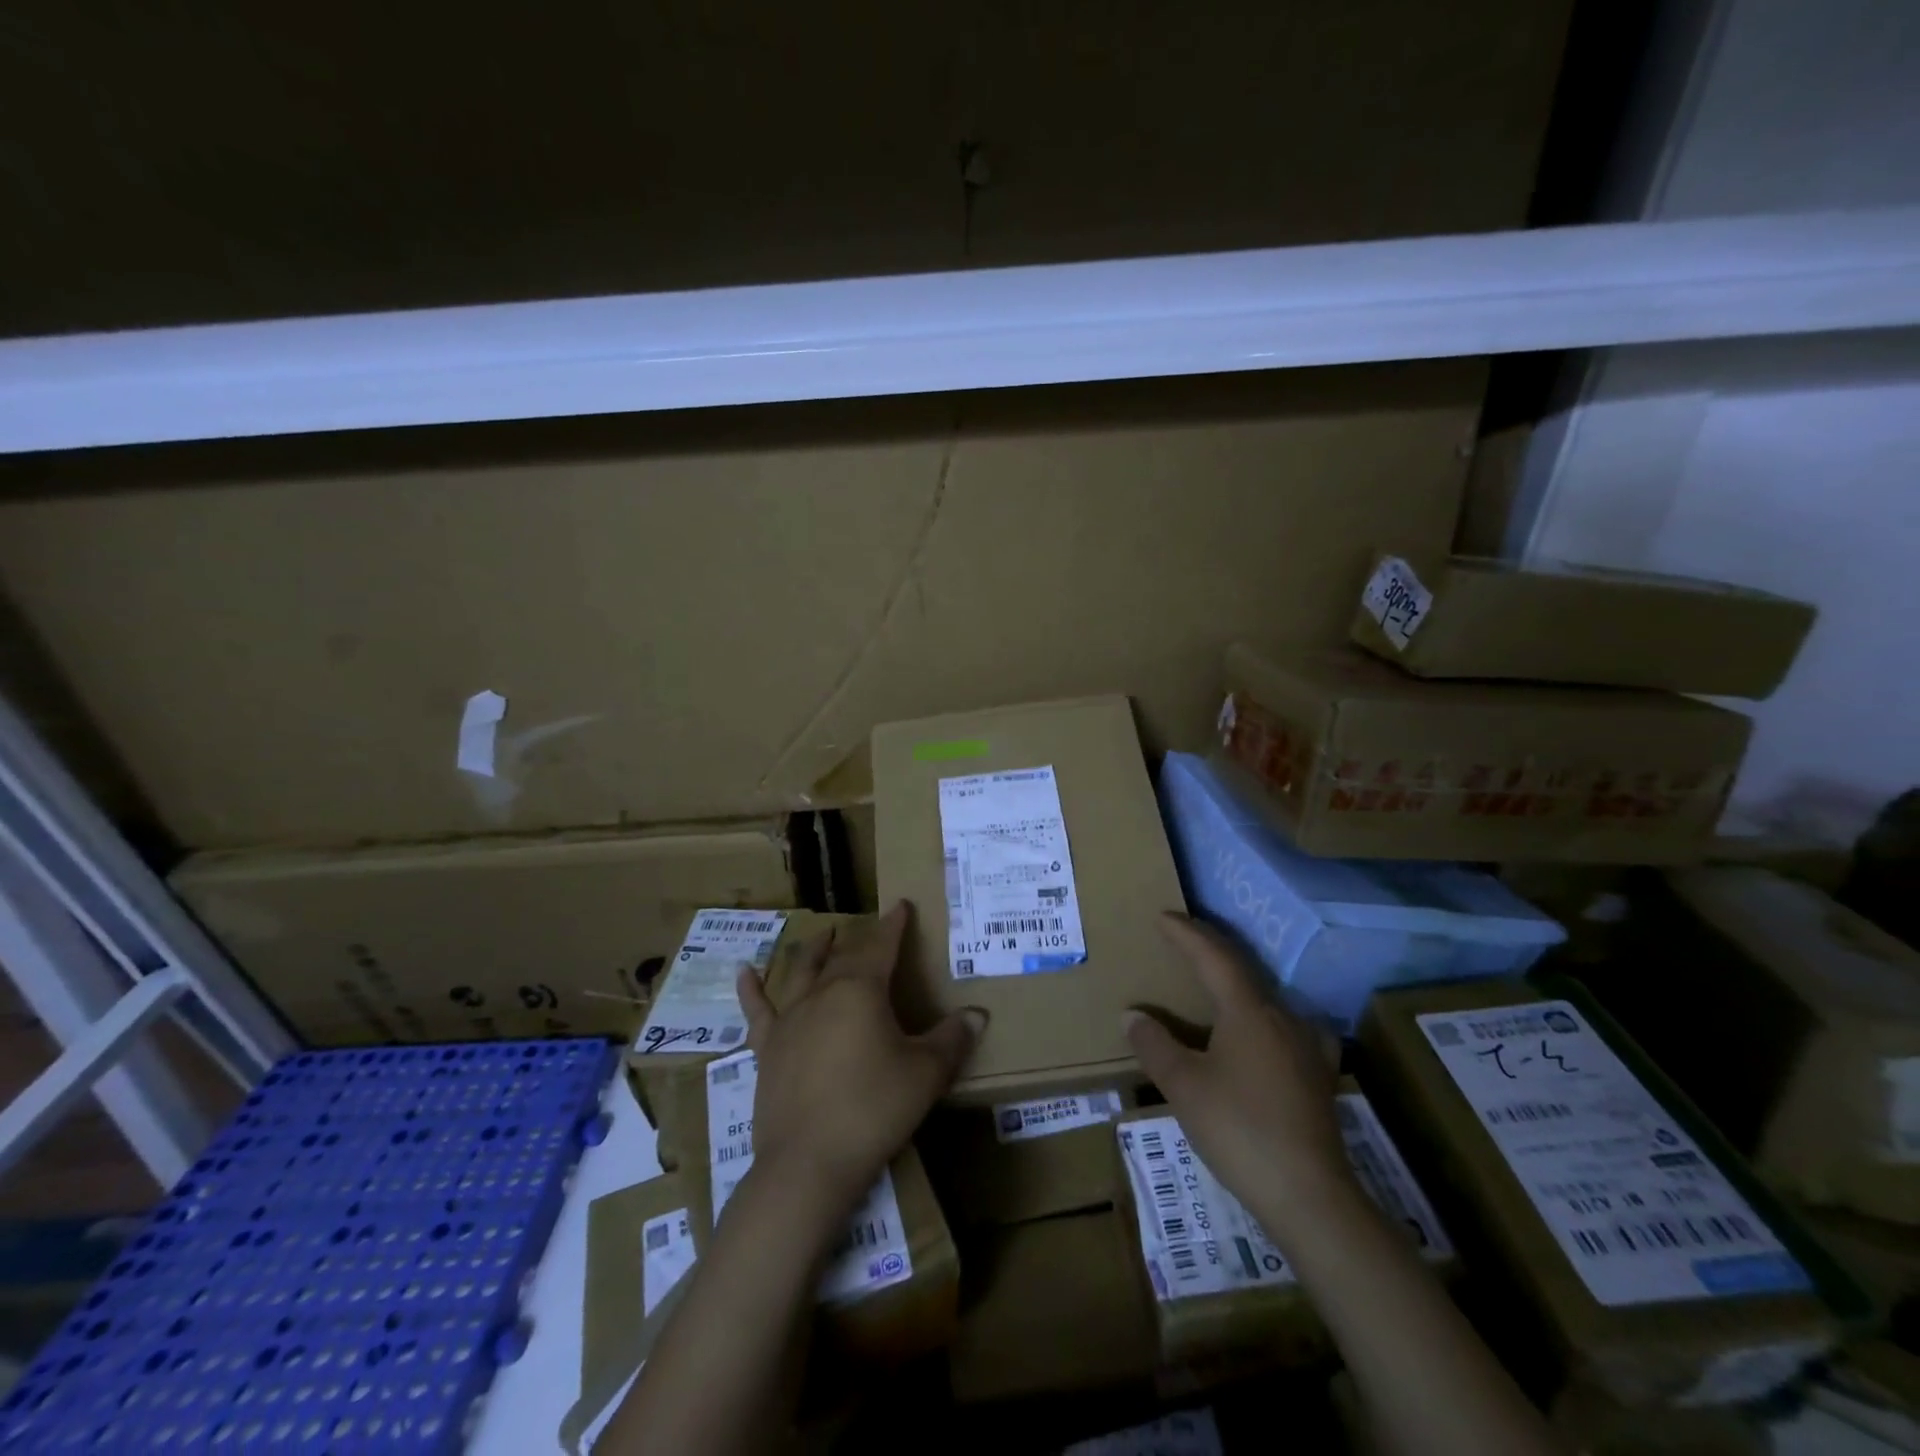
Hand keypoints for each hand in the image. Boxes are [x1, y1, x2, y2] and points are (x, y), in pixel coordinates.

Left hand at [737, 902, 983, 1218]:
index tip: (901, 906)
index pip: (881, 945)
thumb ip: (951, 1039)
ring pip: (801, 972)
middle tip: (870, 928)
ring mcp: (789, 1019)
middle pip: (843, 957)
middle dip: (859, 939)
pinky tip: (744, 972)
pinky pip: (756, 1011)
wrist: (808, 1163)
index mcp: (861, 990)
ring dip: (813, 951)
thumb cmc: (874, 1110)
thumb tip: (978, 1014)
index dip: (893, 925)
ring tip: (821, 934)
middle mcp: (822, 993)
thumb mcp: (925, 1074)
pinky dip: (750, 989)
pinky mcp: (767, 1048)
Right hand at [1124, 914, 1353, 1245]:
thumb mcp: (1184, 1086)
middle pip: (1242, 970)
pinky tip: (1267, 1032)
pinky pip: (1285, 1026)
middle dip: (1210, 951)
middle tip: (1183, 938)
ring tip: (1216, 982)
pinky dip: (1263, 1016)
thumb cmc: (1239, 1129)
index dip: (1186, 934)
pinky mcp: (1317, 1075)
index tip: (1163, 916)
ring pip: (1265, 998)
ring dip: (1237, 982)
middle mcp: (1281, 1016)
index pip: (1212, 956)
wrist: (1310, 1195)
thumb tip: (1133, 1014)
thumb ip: (1155, 1045)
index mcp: (1247, 1010)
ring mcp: (1306, 1045)